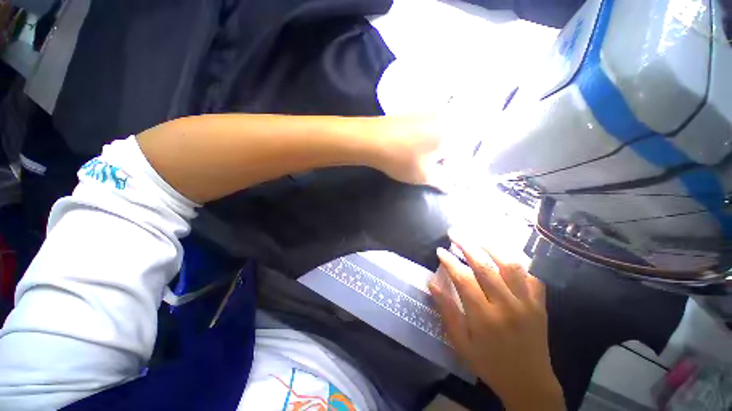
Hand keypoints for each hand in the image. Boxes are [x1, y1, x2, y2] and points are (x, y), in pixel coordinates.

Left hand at [370, 116, 479, 191]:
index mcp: (453, 133)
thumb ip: (443, 182)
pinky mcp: (415, 112)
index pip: (462, 155)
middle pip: (451, 144)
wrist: (371, 139)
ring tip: (417, 160)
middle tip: (428, 169)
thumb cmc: (402, 159)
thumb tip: (452, 186)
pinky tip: (410, 148)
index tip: (438, 176)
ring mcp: (429, 112)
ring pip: (439, 136)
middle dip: (442, 159)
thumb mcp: (425, 175)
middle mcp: (445, 118)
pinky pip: (427, 129)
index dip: (451, 169)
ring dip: (433, 151)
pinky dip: (423, 141)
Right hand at [428, 235, 564, 410]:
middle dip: (466, 245)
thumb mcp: (460, 342)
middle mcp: (507, 306)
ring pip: (510, 265)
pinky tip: (505, 255)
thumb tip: (432, 283)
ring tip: (477, 237)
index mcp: (484, 317)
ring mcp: (527, 303)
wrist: (529, 382)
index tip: (440, 250)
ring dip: (491, 247)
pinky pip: (531, 275)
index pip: (463, 279)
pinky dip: (518, 261)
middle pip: (485, 266)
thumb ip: (446, 310)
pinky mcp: (540, 304)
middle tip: (454, 234)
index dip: (450, 262)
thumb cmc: (489, 363)